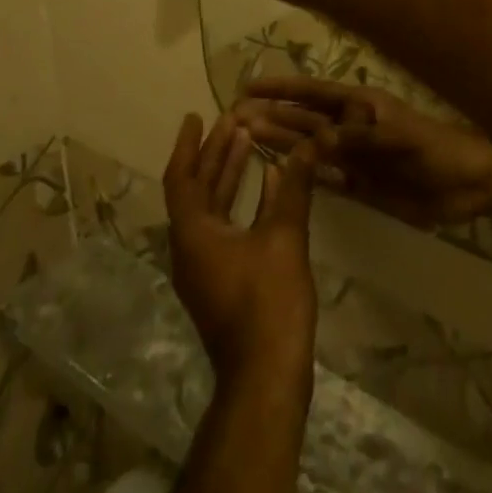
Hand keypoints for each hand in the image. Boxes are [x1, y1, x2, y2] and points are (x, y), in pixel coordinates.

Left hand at [163, 112, 319, 384]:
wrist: (266, 377)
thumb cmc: (268, 303)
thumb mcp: (284, 238)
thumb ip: (295, 187)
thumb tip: (310, 145)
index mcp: (194, 235)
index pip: (181, 178)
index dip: (189, 145)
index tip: (198, 115)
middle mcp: (192, 247)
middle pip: (197, 189)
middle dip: (214, 153)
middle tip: (233, 120)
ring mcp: (208, 267)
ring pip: (213, 208)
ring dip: (229, 175)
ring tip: (249, 141)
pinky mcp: (225, 280)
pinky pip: (227, 227)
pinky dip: (244, 202)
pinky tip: (271, 184)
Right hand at [234, 77, 491, 228]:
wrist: (469, 184)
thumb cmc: (438, 150)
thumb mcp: (400, 139)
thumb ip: (360, 139)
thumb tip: (316, 139)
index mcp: (361, 105)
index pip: (313, 93)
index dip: (282, 88)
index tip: (249, 87)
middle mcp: (352, 127)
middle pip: (305, 119)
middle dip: (272, 115)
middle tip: (234, 117)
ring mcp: (355, 156)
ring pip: (309, 147)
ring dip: (280, 142)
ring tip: (246, 139)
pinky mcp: (361, 185)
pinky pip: (325, 177)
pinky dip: (302, 173)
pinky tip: (278, 172)